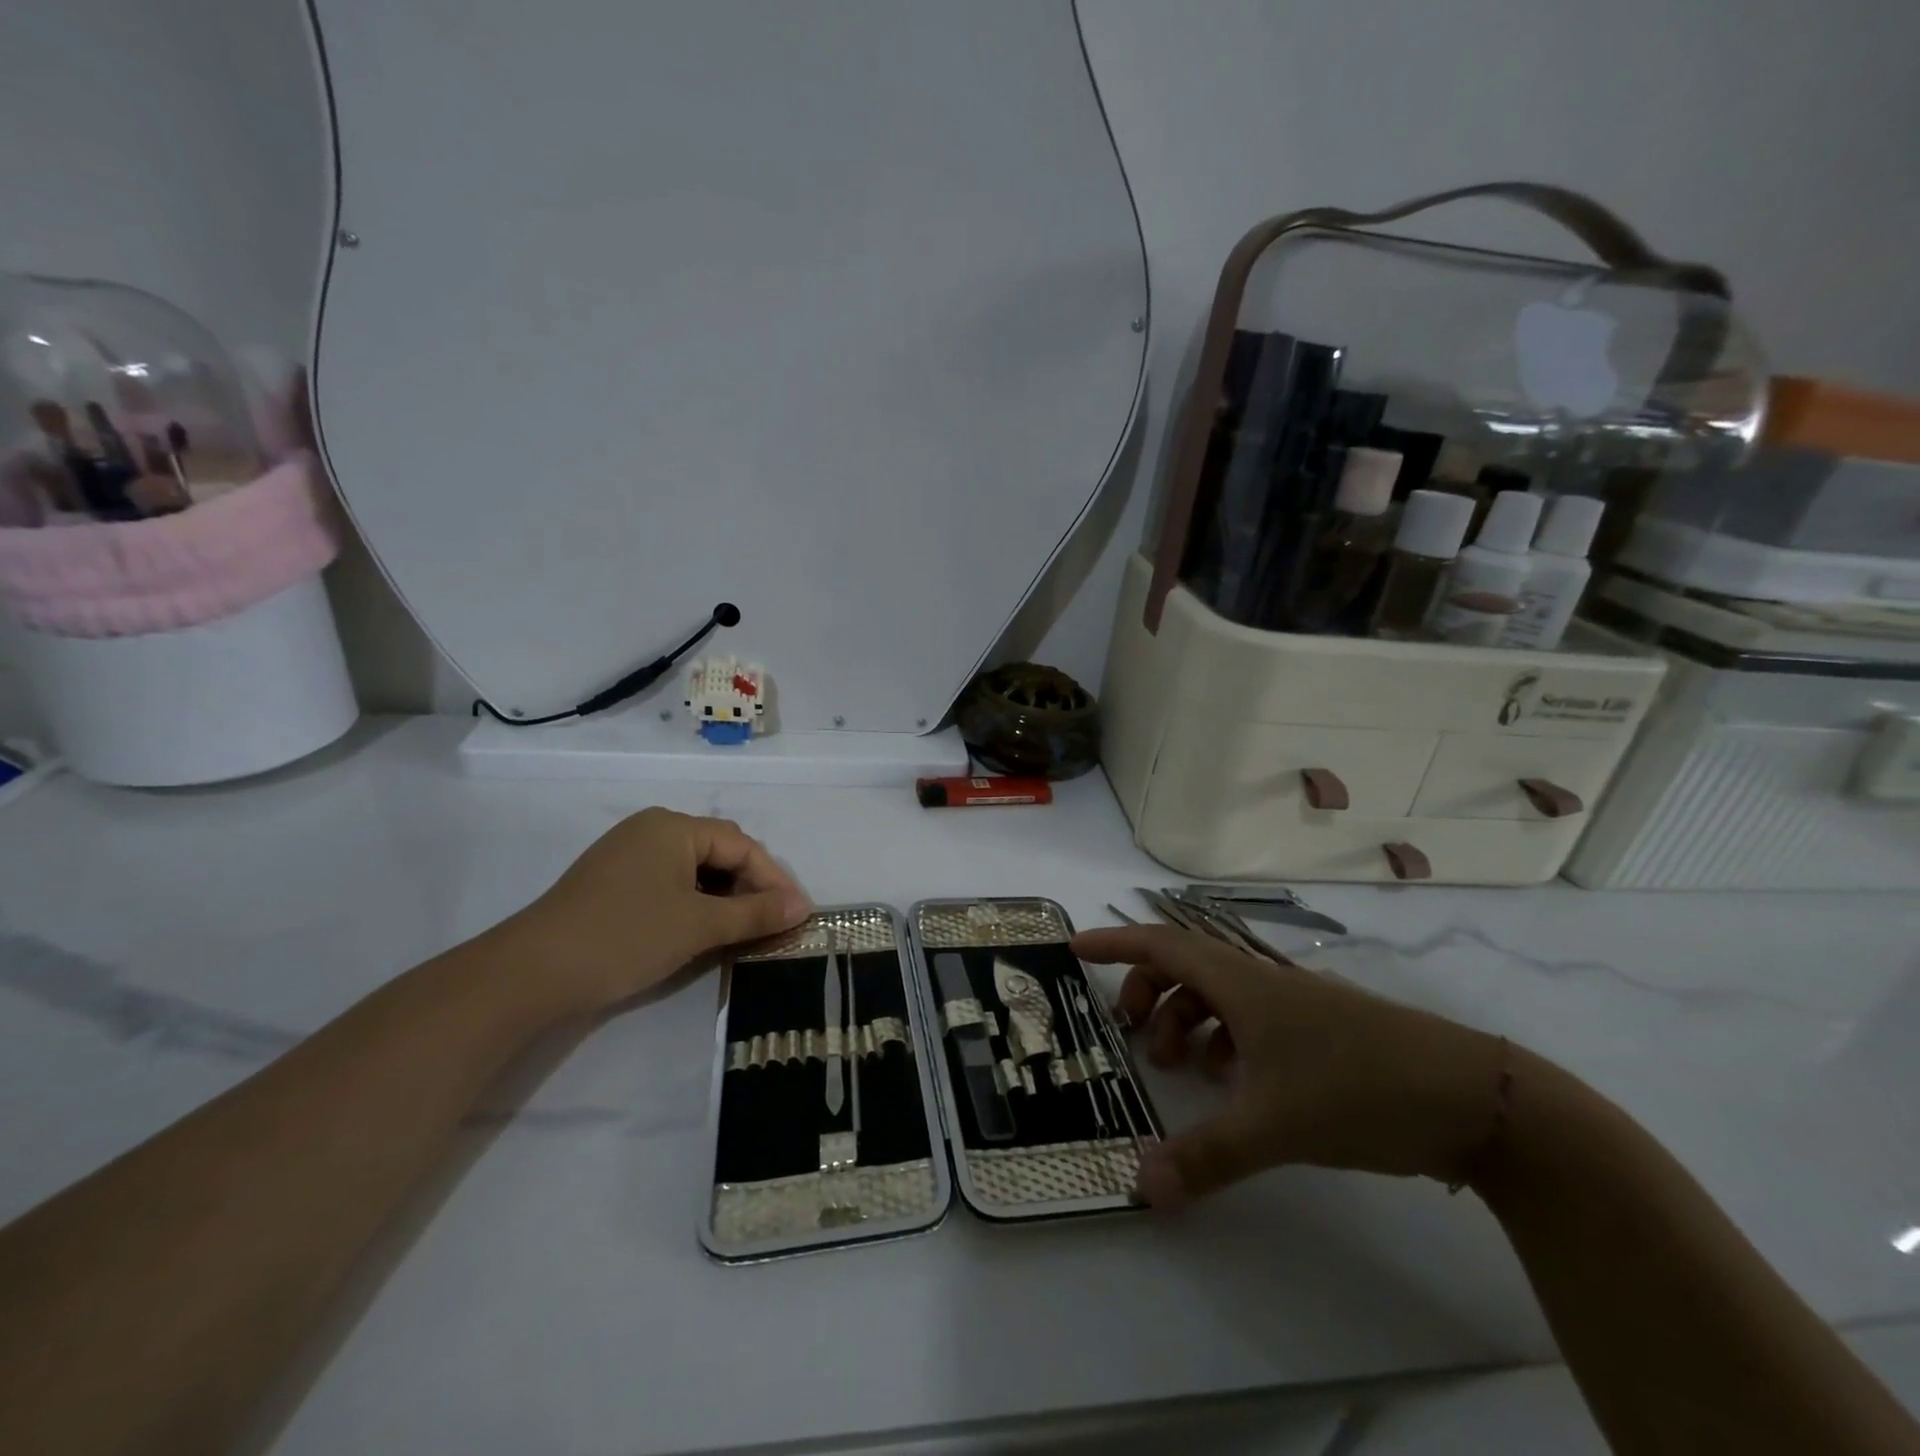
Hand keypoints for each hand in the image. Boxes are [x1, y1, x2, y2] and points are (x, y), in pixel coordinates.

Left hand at [505, 809, 810, 1013]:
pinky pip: (669, 883)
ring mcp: (627, 855)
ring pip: (694, 870)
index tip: (796, 914)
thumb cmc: (625, 936)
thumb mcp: (699, 926)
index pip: (741, 845)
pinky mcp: (611, 882)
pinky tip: (701, 930)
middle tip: (772, 924)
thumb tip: (803, 907)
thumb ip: (756, 913)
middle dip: (749, 887)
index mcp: (673, 827)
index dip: (773, 879)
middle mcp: (651, 830)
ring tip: (742, 930)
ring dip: (723, 898)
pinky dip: (693, 904)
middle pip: (718, 853)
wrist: (530, 973)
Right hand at [1072, 926, 1507, 1208]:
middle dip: (1148, 993)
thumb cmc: (1360, 1089)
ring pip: (1219, 995)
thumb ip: (1204, 1157)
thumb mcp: (1275, 1126)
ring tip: (1180, 1067)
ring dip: (1187, 1021)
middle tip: (1132, 1034)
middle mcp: (1263, 982)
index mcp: (1242, 983)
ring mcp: (1295, 1005)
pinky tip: (1233, 1083)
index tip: (1075, 947)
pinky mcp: (1321, 1031)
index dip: (1115, 942)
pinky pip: (1252, 1020)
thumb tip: (1140, 1188)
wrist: (1475, 1099)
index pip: (1162, 944)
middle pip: (1185, 967)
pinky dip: (1226, 1041)